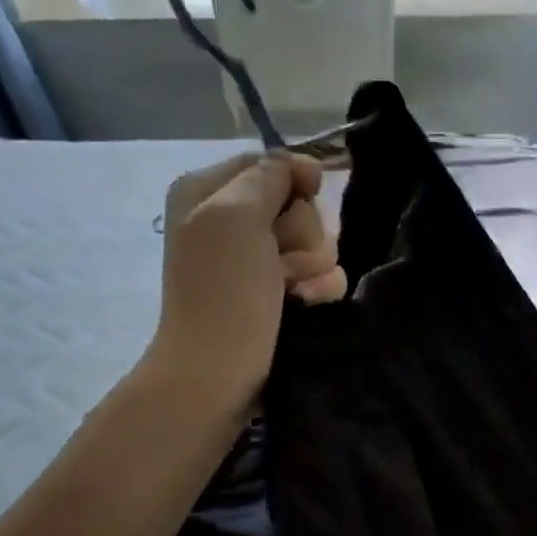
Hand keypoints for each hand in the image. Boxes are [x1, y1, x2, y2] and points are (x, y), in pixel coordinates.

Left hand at [144, 151, 344, 412]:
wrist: (221, 371)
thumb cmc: (223, 291)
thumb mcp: (235, 215)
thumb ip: (270, 176)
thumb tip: (307, 167)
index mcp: (210, 193)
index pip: (271, 164)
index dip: (295, 179)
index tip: (305, 196)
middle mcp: (236, 223)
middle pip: (300, 205)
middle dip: (301, 233)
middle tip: (280, 262)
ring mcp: (263, 262)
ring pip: (320, 242)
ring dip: (313, 267)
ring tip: (292, 291)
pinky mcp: (287, 294)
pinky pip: (325, 276)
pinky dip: (320, 290)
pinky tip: (304, 305)